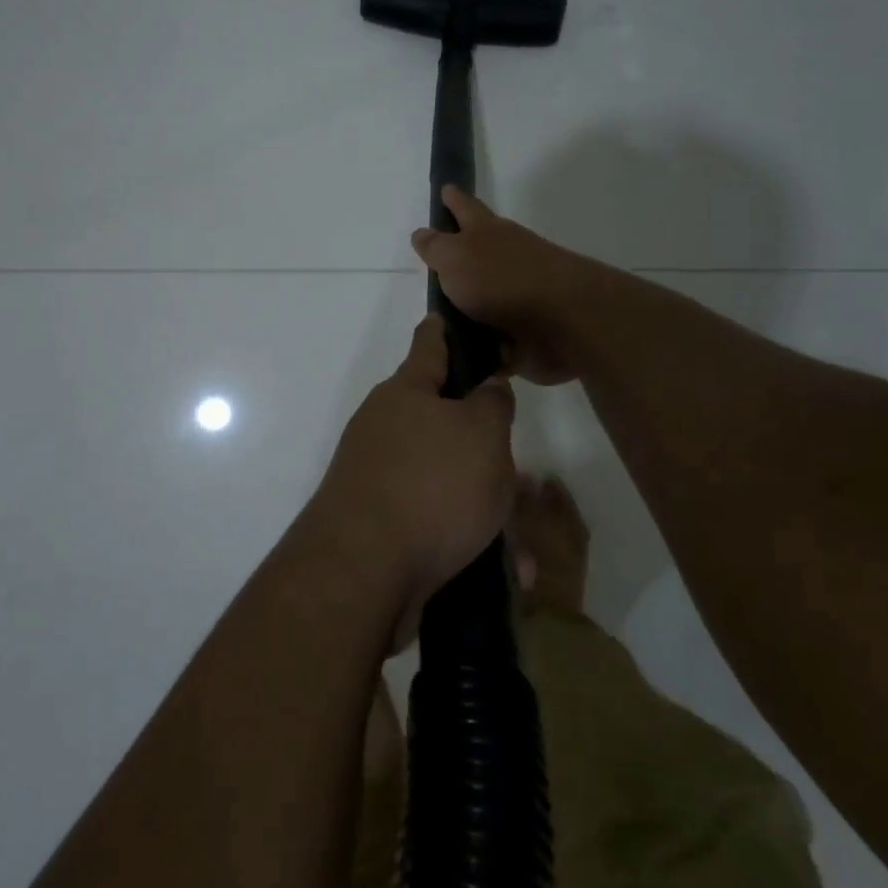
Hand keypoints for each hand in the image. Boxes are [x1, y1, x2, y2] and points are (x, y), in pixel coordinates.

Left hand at [313, 315, 517, 636]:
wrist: (364, 571)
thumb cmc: (431, 485)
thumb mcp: (482, 434)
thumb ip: (492, 403)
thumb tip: (486, 387)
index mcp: (406, 393)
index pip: (429, 344)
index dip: (445, 329)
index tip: (451, 316)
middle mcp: (386, 427)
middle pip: (444, 422)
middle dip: (485, 446)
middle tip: (523, 471)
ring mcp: (379, 477)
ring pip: (447, 480)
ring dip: (487, 507)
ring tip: (524, 545)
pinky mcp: (381, 524)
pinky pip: (437, 523)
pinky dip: (470, 540)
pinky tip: (506, 572)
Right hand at [410, 187, 590, 384]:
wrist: (562, 321)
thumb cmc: (501, 279)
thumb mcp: (455, 257)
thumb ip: (436, 247)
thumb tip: (422, 233)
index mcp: (488, 233)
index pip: (465, 208)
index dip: (453, 199)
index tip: (445, 188)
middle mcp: (505, 259)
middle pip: (478, 253)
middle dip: (460, 255)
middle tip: (435, 263)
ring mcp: (518, 296)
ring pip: (485, 297)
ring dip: (467, 306)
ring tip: (438, 321)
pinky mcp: (525, 332)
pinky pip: (493, 338)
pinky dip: (480, 344)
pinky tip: (461, 355)